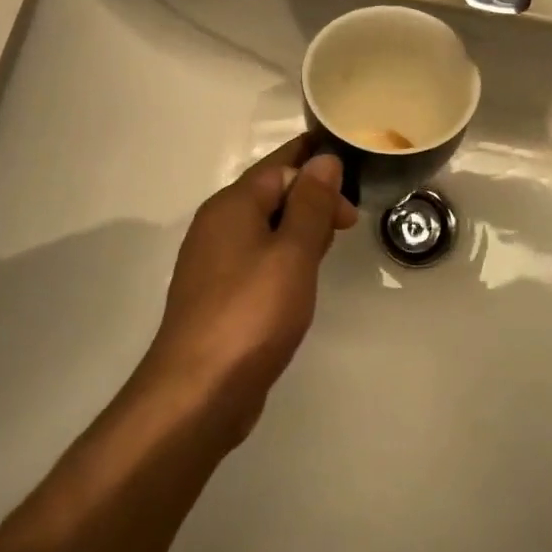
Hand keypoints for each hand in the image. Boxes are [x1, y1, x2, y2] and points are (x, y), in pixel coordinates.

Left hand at [138, 136, 357, 444]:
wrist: (198, 392)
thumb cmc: (252, 313)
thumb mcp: (293, 252)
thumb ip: (311, 203)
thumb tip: (324, 160)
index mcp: (232, 205)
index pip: (279, 165)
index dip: (316, 166)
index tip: (353, 177)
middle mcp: (217, 225)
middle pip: (270, 194)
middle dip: (310, 197)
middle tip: (349, 220)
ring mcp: (213, 262)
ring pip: (264, 227)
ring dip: (299, 227)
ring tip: (331, 240)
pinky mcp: (217, 295)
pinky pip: (256, 258)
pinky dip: (283, 256)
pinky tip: (301, 275)